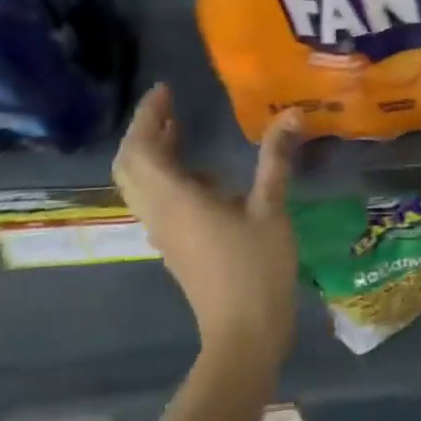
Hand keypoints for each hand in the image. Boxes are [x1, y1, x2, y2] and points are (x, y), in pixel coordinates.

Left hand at [111, 83, 301, 367]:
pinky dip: (166, 176)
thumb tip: (291, 114)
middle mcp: (158, 212)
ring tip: (181, 130)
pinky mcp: (174, 245)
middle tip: (170, 107)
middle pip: (129, 165)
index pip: (142, 148)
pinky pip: (155, 200)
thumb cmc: (257, 268)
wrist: (243, 330)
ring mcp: (163, 231)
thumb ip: (275, 160)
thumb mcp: (271, 209)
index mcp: (175, 199)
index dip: (148, 116)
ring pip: (138, 184)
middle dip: (144, 131)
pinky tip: (203, 175)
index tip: (165, 90)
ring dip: (151, 153)